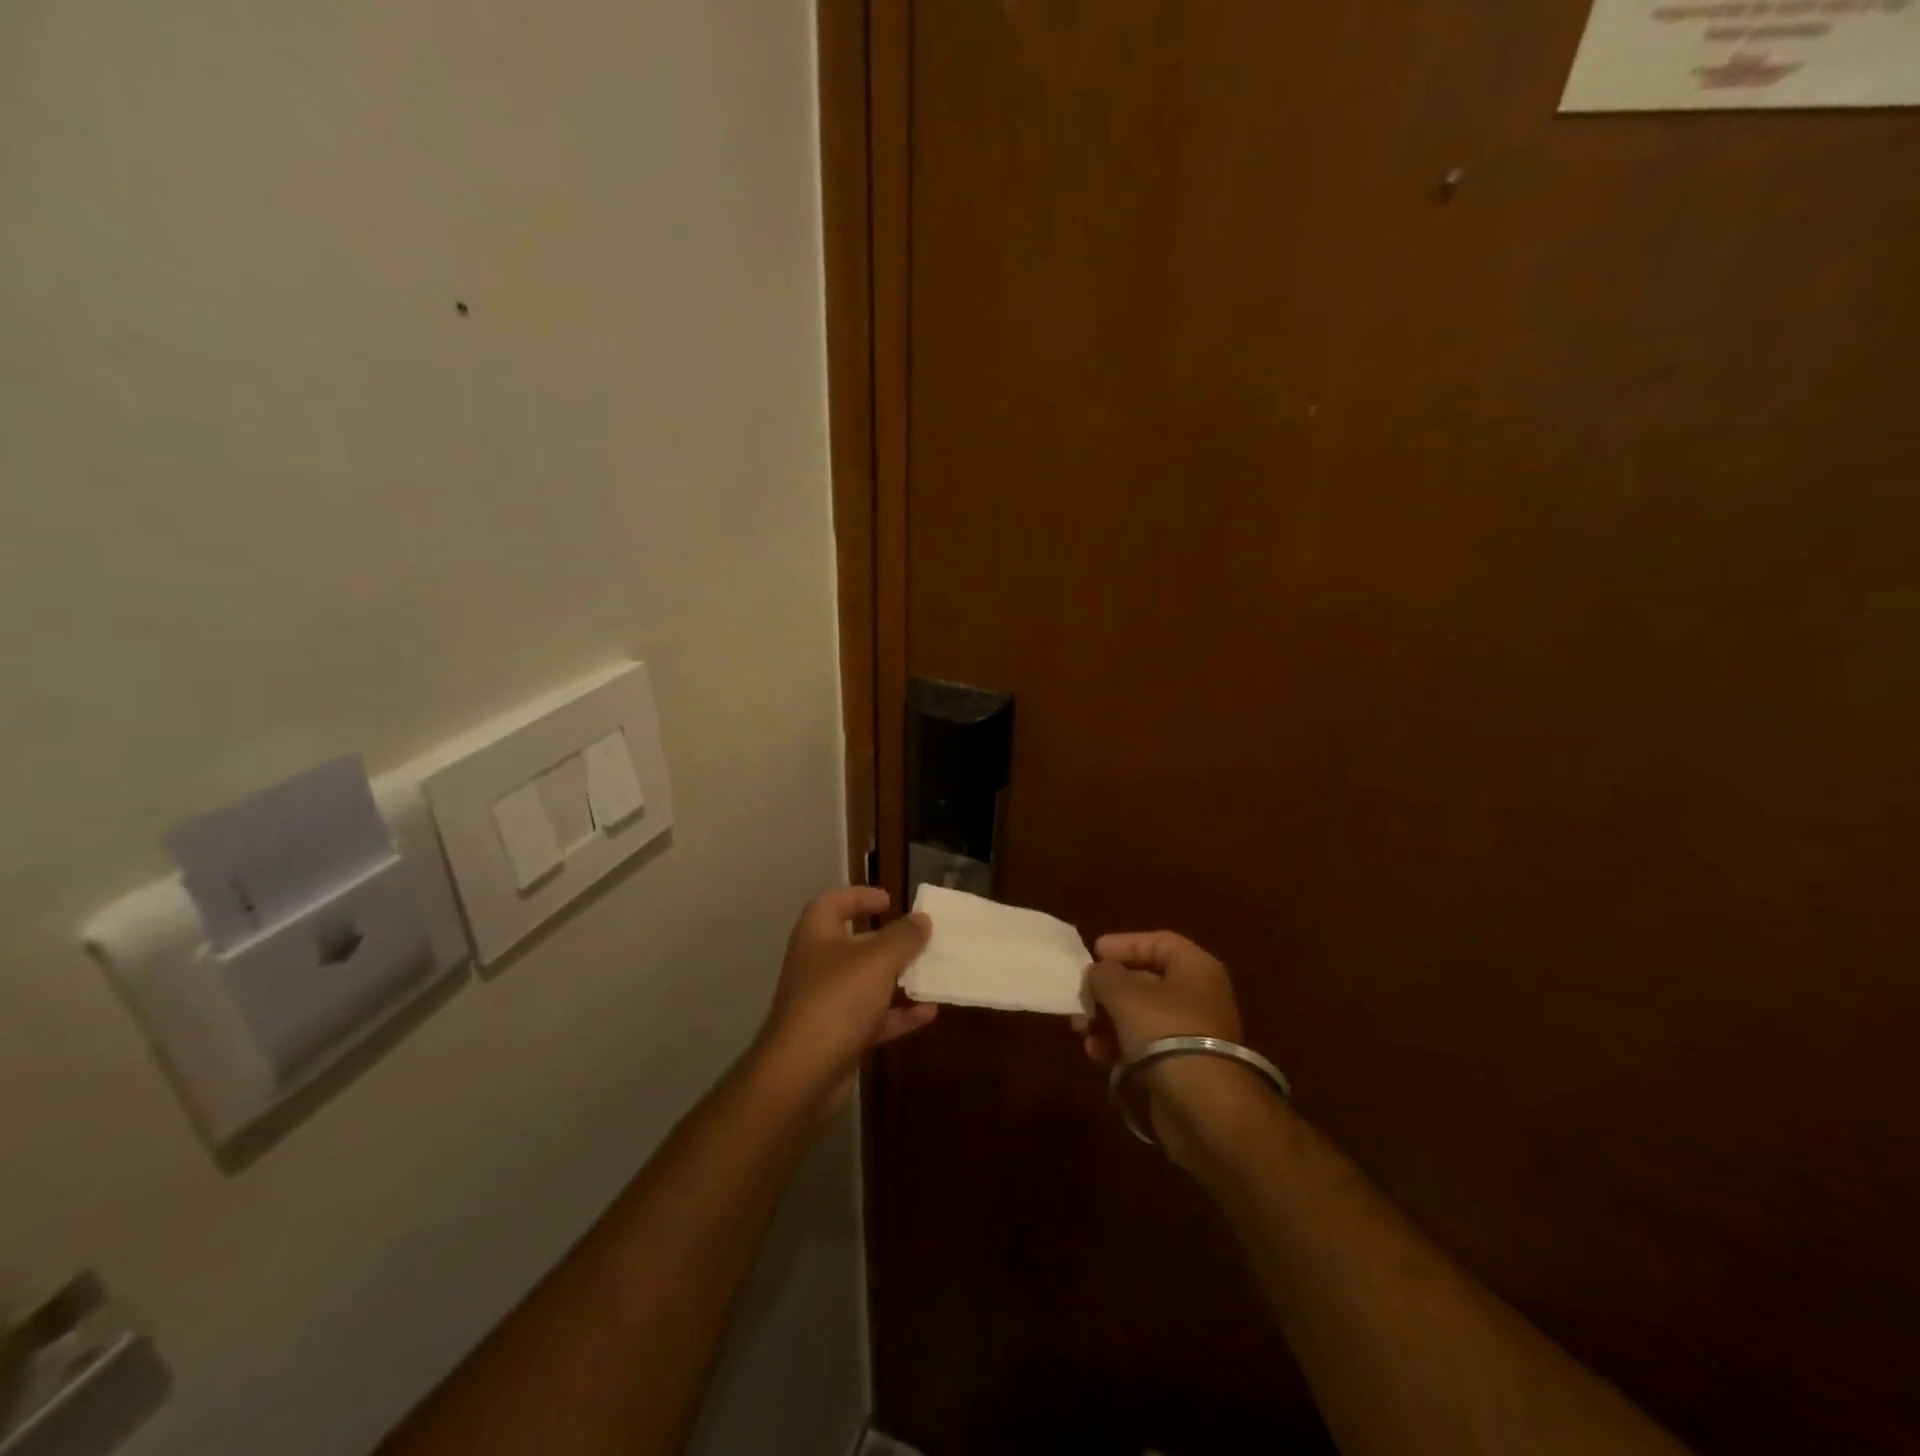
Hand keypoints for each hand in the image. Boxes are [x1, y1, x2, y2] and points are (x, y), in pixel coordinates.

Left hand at [756, 887, 935, 1118]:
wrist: (802, 1074)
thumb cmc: (837, 1000)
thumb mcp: (878, 960)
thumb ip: (904, 937)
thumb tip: (922, 918)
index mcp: (817, 935)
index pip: (833, 903)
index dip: (859, 897)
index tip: (890, 900)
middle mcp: (818, 965)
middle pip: (854, 943)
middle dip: (888, 940)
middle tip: (920, 938)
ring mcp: (826, 1003)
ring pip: (867, 983)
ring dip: (898, 979)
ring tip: (932, 973)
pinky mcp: (838, 1036)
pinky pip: (873, 1018)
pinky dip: (898, 1015)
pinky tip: (929, 1013)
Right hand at [1073, 931, 1253, 1163]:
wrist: (1205, 1107)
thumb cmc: (1165, 1032)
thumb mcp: (1124, 993)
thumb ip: (1103, 974)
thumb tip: (1097, 973)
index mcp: (1195, 968)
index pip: (1158, 942)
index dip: (1124, 944)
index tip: (1094, 953)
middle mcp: (1197, 996)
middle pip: (1145, 980)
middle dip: (1107, 989)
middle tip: (1080, 997)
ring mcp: (1191, 1034)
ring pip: (1140, 1016)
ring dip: (1106, 1019)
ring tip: (1080, 1029)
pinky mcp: (1181, 1067)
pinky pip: (1143, 1046)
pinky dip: (1118, 1046)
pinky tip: (1095, 1054)